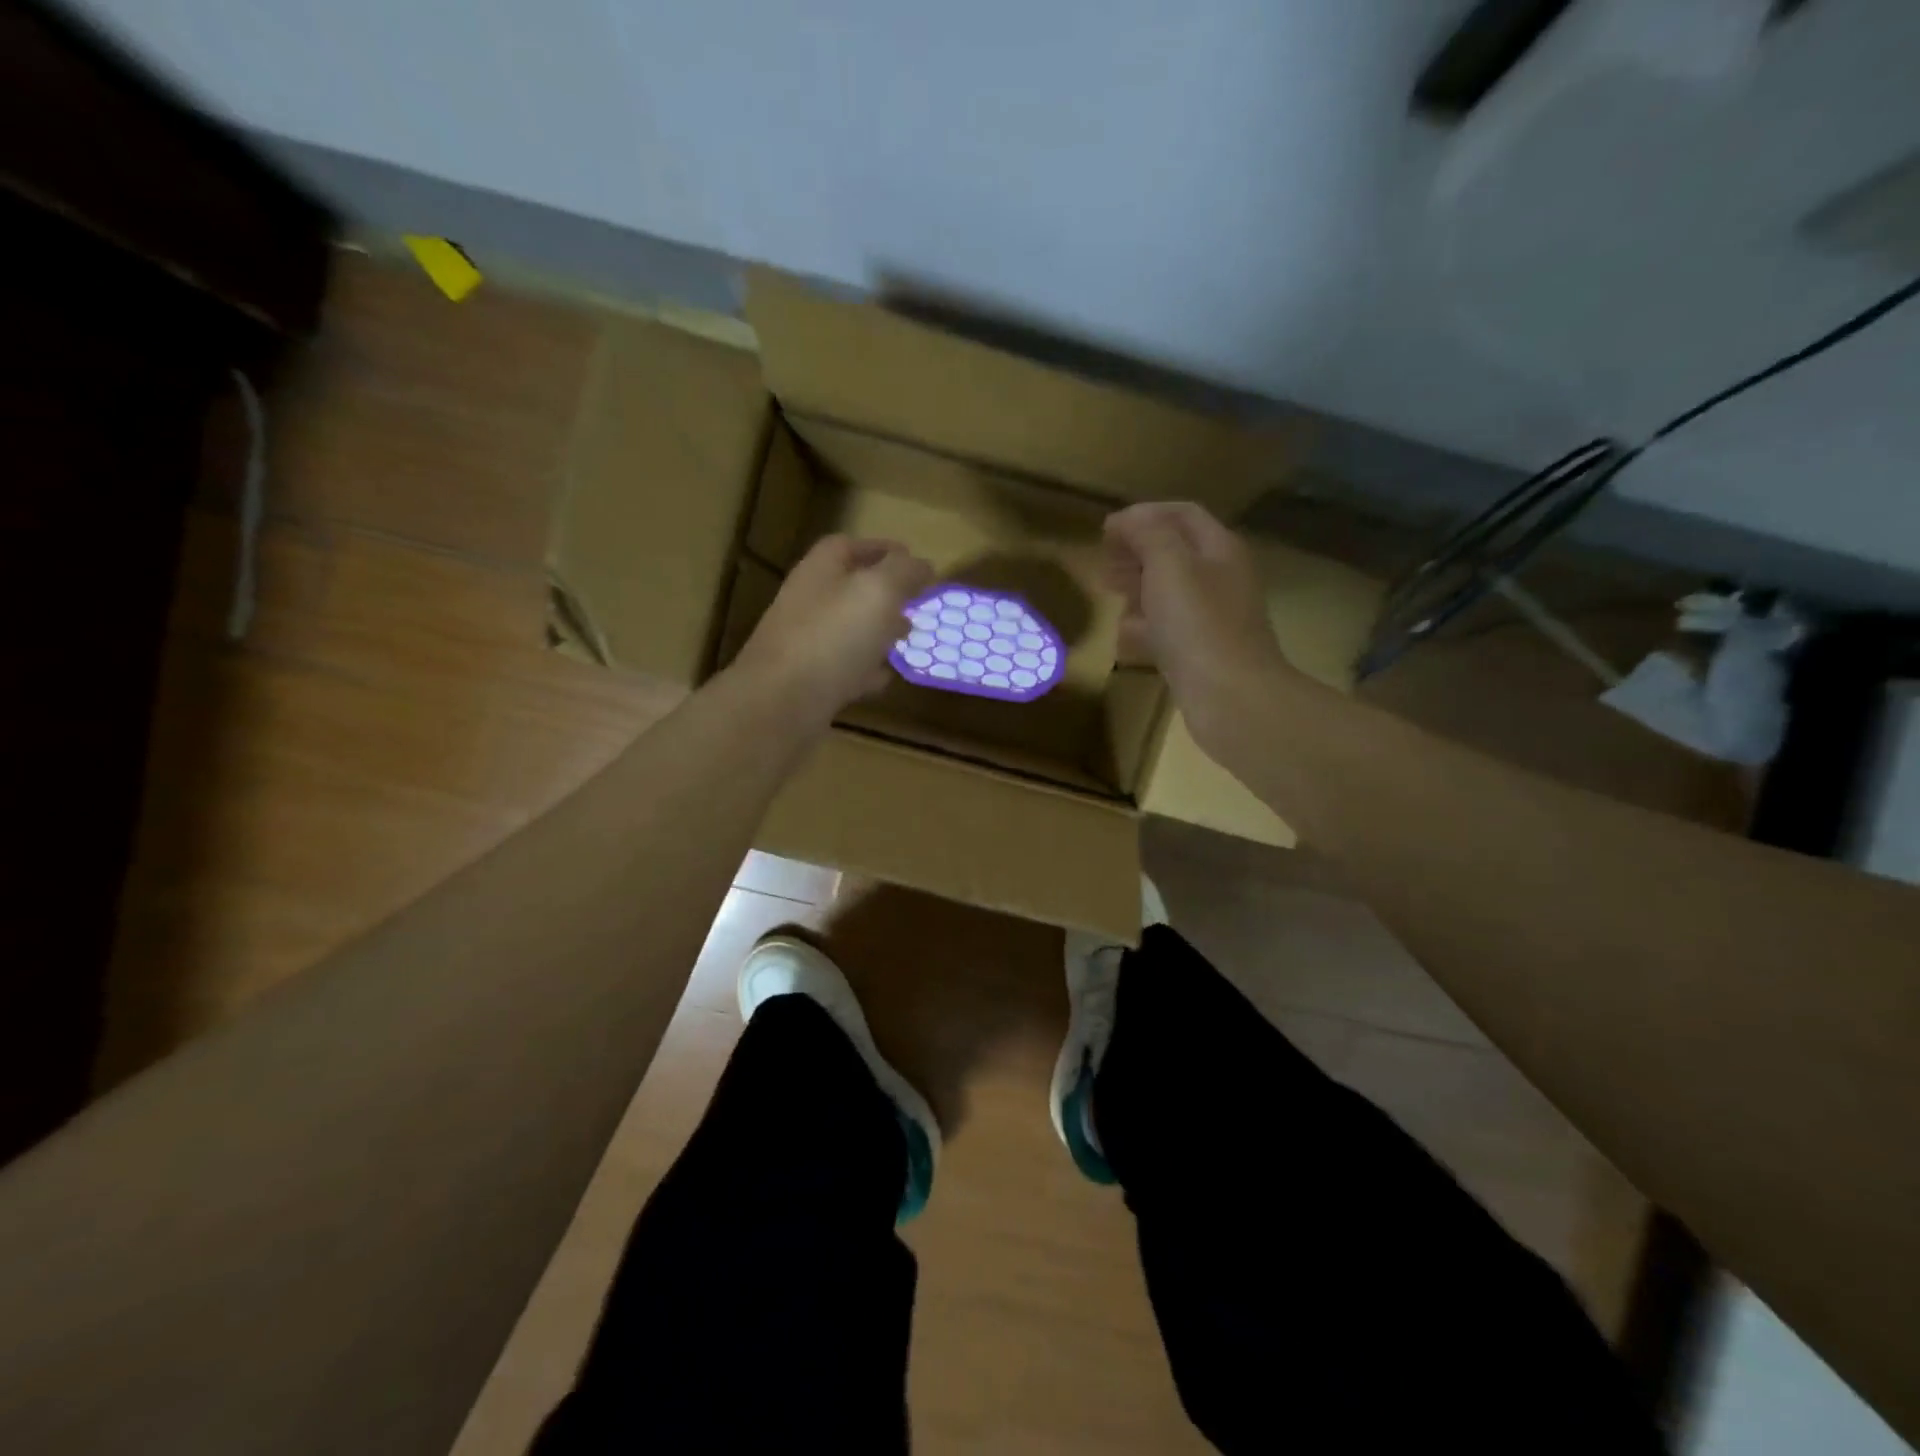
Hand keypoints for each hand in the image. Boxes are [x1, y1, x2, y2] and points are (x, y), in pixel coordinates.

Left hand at [731, 534, 933, 729]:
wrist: (781, 703)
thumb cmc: (833, 637)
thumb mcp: (879, 591)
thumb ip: (903, 572)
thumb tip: (923, 564)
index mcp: (820, 571)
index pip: (849, 546)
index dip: (881, 549)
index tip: (913, 559)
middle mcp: (808, 602)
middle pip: (848, 589)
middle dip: (884, 594)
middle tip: (915, 603)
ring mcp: (805, 644)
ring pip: (847, 629)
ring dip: (877, 632)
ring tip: (906, 638)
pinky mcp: (807, 682)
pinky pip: (843, 669)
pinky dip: (866, 670)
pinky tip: (885, 679)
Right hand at [1103, 501, 1291, 750]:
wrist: (1231, 698)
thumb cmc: (1198, 625)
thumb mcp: (1169, 566)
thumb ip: (1148, 534)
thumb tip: (1128, 520)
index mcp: (1219, 549)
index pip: (1182, 514)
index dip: (1143, 515)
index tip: (1106, 530)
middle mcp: (1220, 578)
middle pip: (1175, 552)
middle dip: (1137, 551)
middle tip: (1105, 562)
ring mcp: (1212, 617)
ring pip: (1170, 591)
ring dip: (1138, 587)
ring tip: (1109, 592)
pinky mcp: (1201, 651)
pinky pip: (1169, 628)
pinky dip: (1145, 625)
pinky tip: (1124, 634)